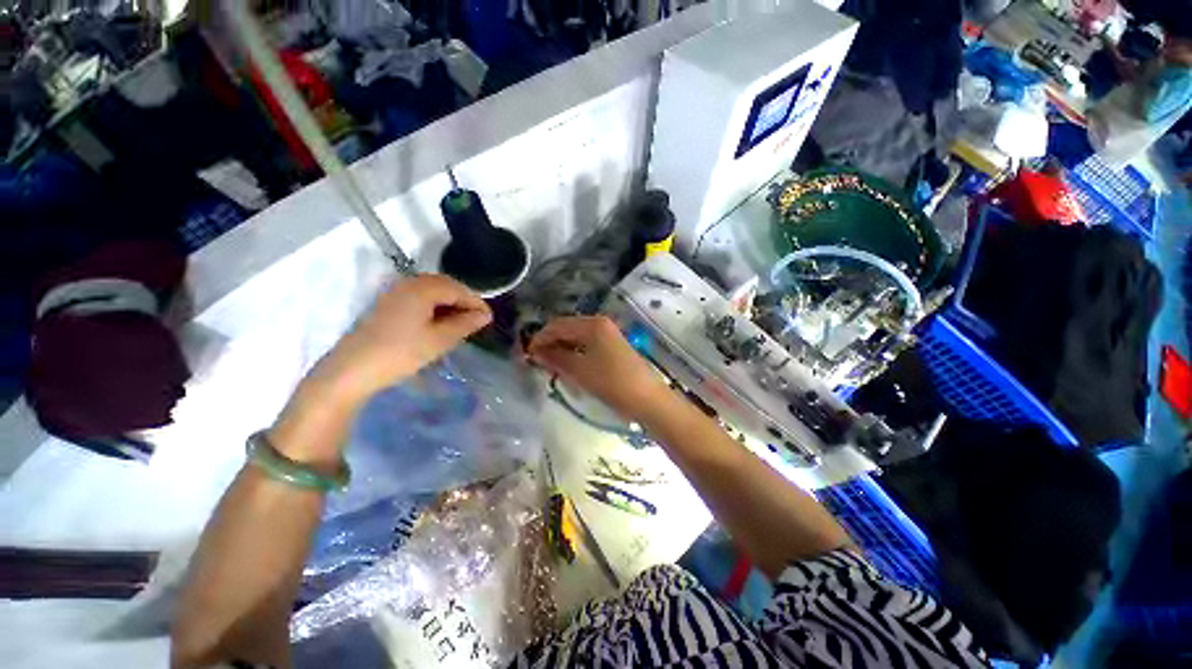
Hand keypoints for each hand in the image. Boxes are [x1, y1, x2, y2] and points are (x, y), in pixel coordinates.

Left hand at [316, 274, 491, 401]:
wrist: (352, 370)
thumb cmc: (401, 353)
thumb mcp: (440, 339)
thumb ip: (465, 324)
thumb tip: (485, 315)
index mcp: (422, 288)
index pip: (458, 289)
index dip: (476, 302)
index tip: (489, 318)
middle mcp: (408, 283)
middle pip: (445, 285)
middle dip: (463, 301)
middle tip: (477, 320)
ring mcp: (395, 293)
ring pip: (432, 291)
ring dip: (449, 304)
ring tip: (461, 323)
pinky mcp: (387, 304)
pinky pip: (419, 298)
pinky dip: (434, 307)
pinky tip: (439, 323)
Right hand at [527, 316, 669, 421]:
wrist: (646, 398)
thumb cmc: (611, 382)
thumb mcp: (579, 370)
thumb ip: (555, 357)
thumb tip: (535, 351)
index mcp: (592, 324)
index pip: (557, 325)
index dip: (540, 339)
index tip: (527, 355)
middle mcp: (600, 323)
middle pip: (567, 329)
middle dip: (551, 344)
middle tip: (538, 363)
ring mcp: (608, 334)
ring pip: (576, 337)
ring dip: (562, 349)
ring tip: (551, 367)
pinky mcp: (612, 346)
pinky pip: (587, 344)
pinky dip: (574, 353)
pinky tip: (569, 367)